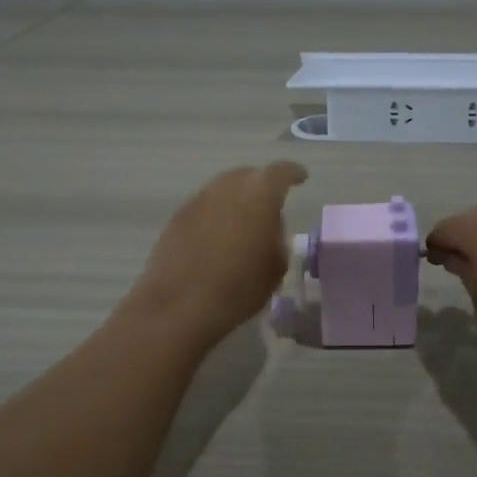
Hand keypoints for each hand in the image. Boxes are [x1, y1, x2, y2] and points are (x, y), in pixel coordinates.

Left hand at [125, 162, 308, 345]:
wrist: (181, 304)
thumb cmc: (240, 286)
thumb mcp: (277, 266)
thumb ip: (277, 237)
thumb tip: (268, 229)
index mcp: (259, 193)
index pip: (281, 172)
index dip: (293, 174)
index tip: (300, 178)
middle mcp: (227, 187)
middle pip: (247, 176)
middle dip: (261, 185)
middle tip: (269, 204)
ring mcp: (198, 200)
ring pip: (222, 190)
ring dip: (235, 201)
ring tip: (243, 223)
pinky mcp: (176, 218)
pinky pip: (204, 208)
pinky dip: (215, 216)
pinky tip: (217, 238)